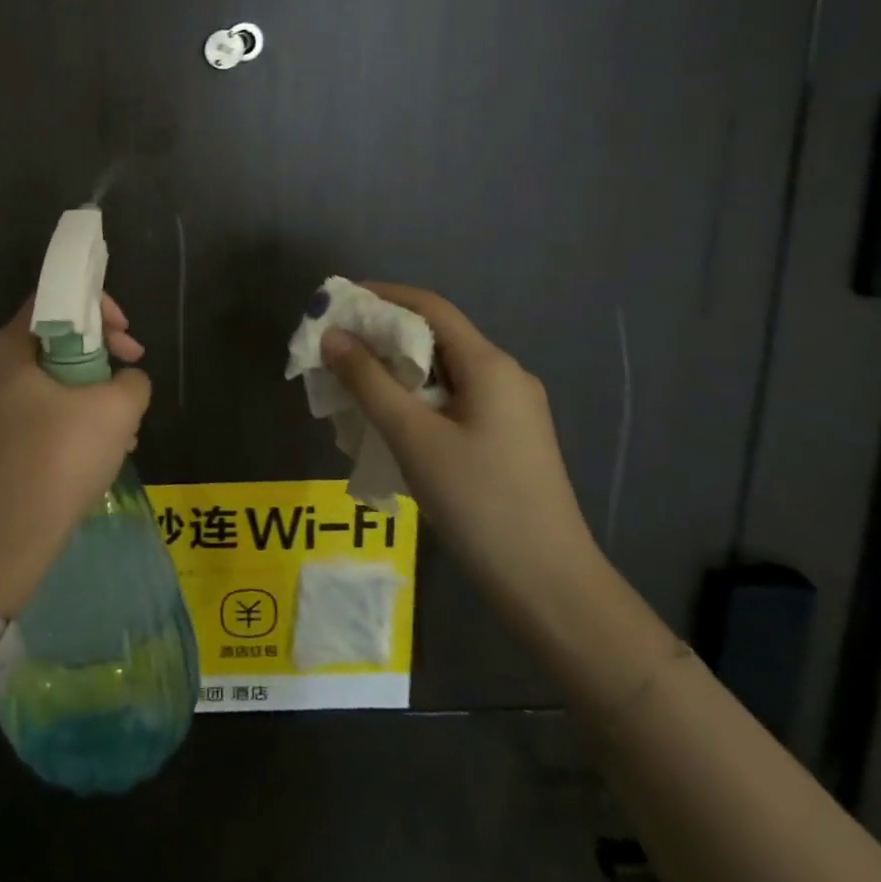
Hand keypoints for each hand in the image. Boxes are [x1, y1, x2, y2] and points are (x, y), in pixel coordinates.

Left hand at [0, 295, 152, 617]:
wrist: (2, 544)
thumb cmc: (57, 460)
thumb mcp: (116, 410)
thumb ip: (132, 381)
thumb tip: (126, 381)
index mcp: (4, 349)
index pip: (50, 300)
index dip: (96, 307)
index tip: (126, 337)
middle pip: (51, 341)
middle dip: (99, 356)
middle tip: (128, 378)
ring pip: (48, 383)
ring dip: (90, 395)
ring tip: (123, 426)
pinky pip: (36, 415)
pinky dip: (69, 421)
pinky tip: (100, 452)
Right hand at [320, 283, 601, 615]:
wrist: (549, 585)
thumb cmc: (478, 501)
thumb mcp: (412, 437)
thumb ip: (368, 381)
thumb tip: (332, 336)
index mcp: (490, 365)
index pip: (430, 306)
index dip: (381, 296)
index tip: (337, 302)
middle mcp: (505, 375)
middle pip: (436, 336)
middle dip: (382, 336)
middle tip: (334, 348)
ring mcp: (511, 409)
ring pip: (443, 371)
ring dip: (396, 369)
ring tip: (351, 385)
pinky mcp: (508, 438)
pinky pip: (453, 399)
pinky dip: (416, 396)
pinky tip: (389, 420)